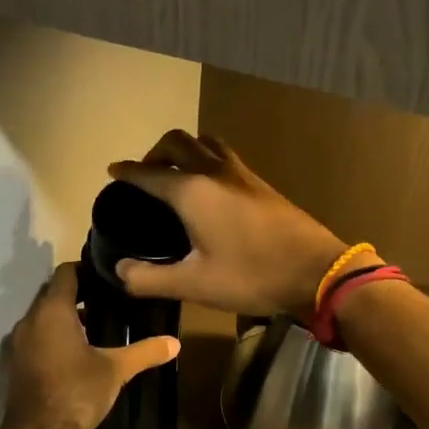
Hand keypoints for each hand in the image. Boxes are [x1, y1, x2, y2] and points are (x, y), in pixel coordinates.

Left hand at [1, 262, 179, 428]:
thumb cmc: (76, 393)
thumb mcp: (116, 370)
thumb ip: (144, 352)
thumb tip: (175, 343)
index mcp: (52, 311)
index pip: (66, 272)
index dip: (86, 268)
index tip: (109, 276)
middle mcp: (31, 319)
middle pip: (53, 292)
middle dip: (79, 292)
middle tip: (110, 298)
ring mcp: (20, 342)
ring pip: (44, 315)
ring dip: (67, 315)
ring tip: (99, 323)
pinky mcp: (17, 362)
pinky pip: (38, 335)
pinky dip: (55, 334)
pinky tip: (79, 350)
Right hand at [106, 130, 359, 318]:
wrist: (316, 270)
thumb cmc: (251, 276)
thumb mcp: (195, 285)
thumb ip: (150, 279)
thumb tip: (121, 270)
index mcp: (192, 192)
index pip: (148, 173)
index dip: (127, 172)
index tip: (112, 170)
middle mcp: (213, 172)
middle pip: (176, 142)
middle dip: (153, 152)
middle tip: (144, 174)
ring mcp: (241, 173)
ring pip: (204, 142)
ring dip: (183, 149)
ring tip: (175, 173)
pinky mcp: (260, 183)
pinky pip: (223, 155)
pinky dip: (205, 158)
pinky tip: (210, 186)